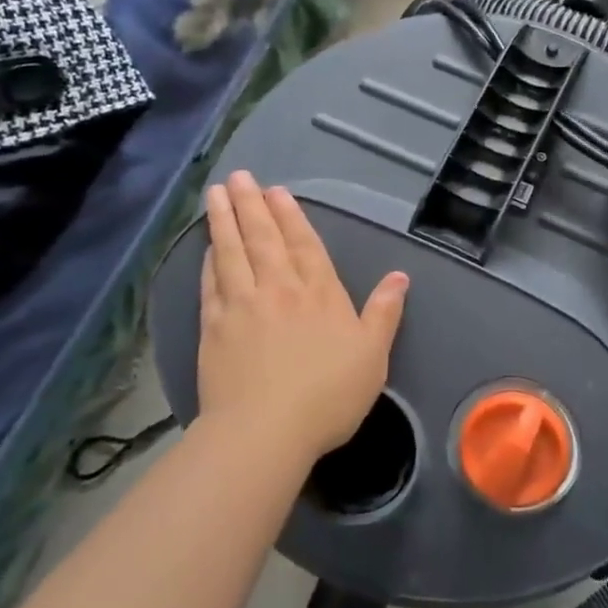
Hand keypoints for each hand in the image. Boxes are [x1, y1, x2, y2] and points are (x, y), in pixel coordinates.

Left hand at [197, 171, 408, 461]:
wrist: (264, 431)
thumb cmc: (328, 395)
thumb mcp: (373, 355)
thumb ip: (384, 312)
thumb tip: (399, 276)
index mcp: (319, 292)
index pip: (304, 243)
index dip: (290, 215)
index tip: (277, 191)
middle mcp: (279, 288)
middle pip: (264, 238)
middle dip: (252, 205)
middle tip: (239, 177)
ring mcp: (242, 305)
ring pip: (232, 252)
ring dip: (224, 220)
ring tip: (216, 193)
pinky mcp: (213, 328)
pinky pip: (211, 284)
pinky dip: (208, 261)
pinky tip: (207, 248)